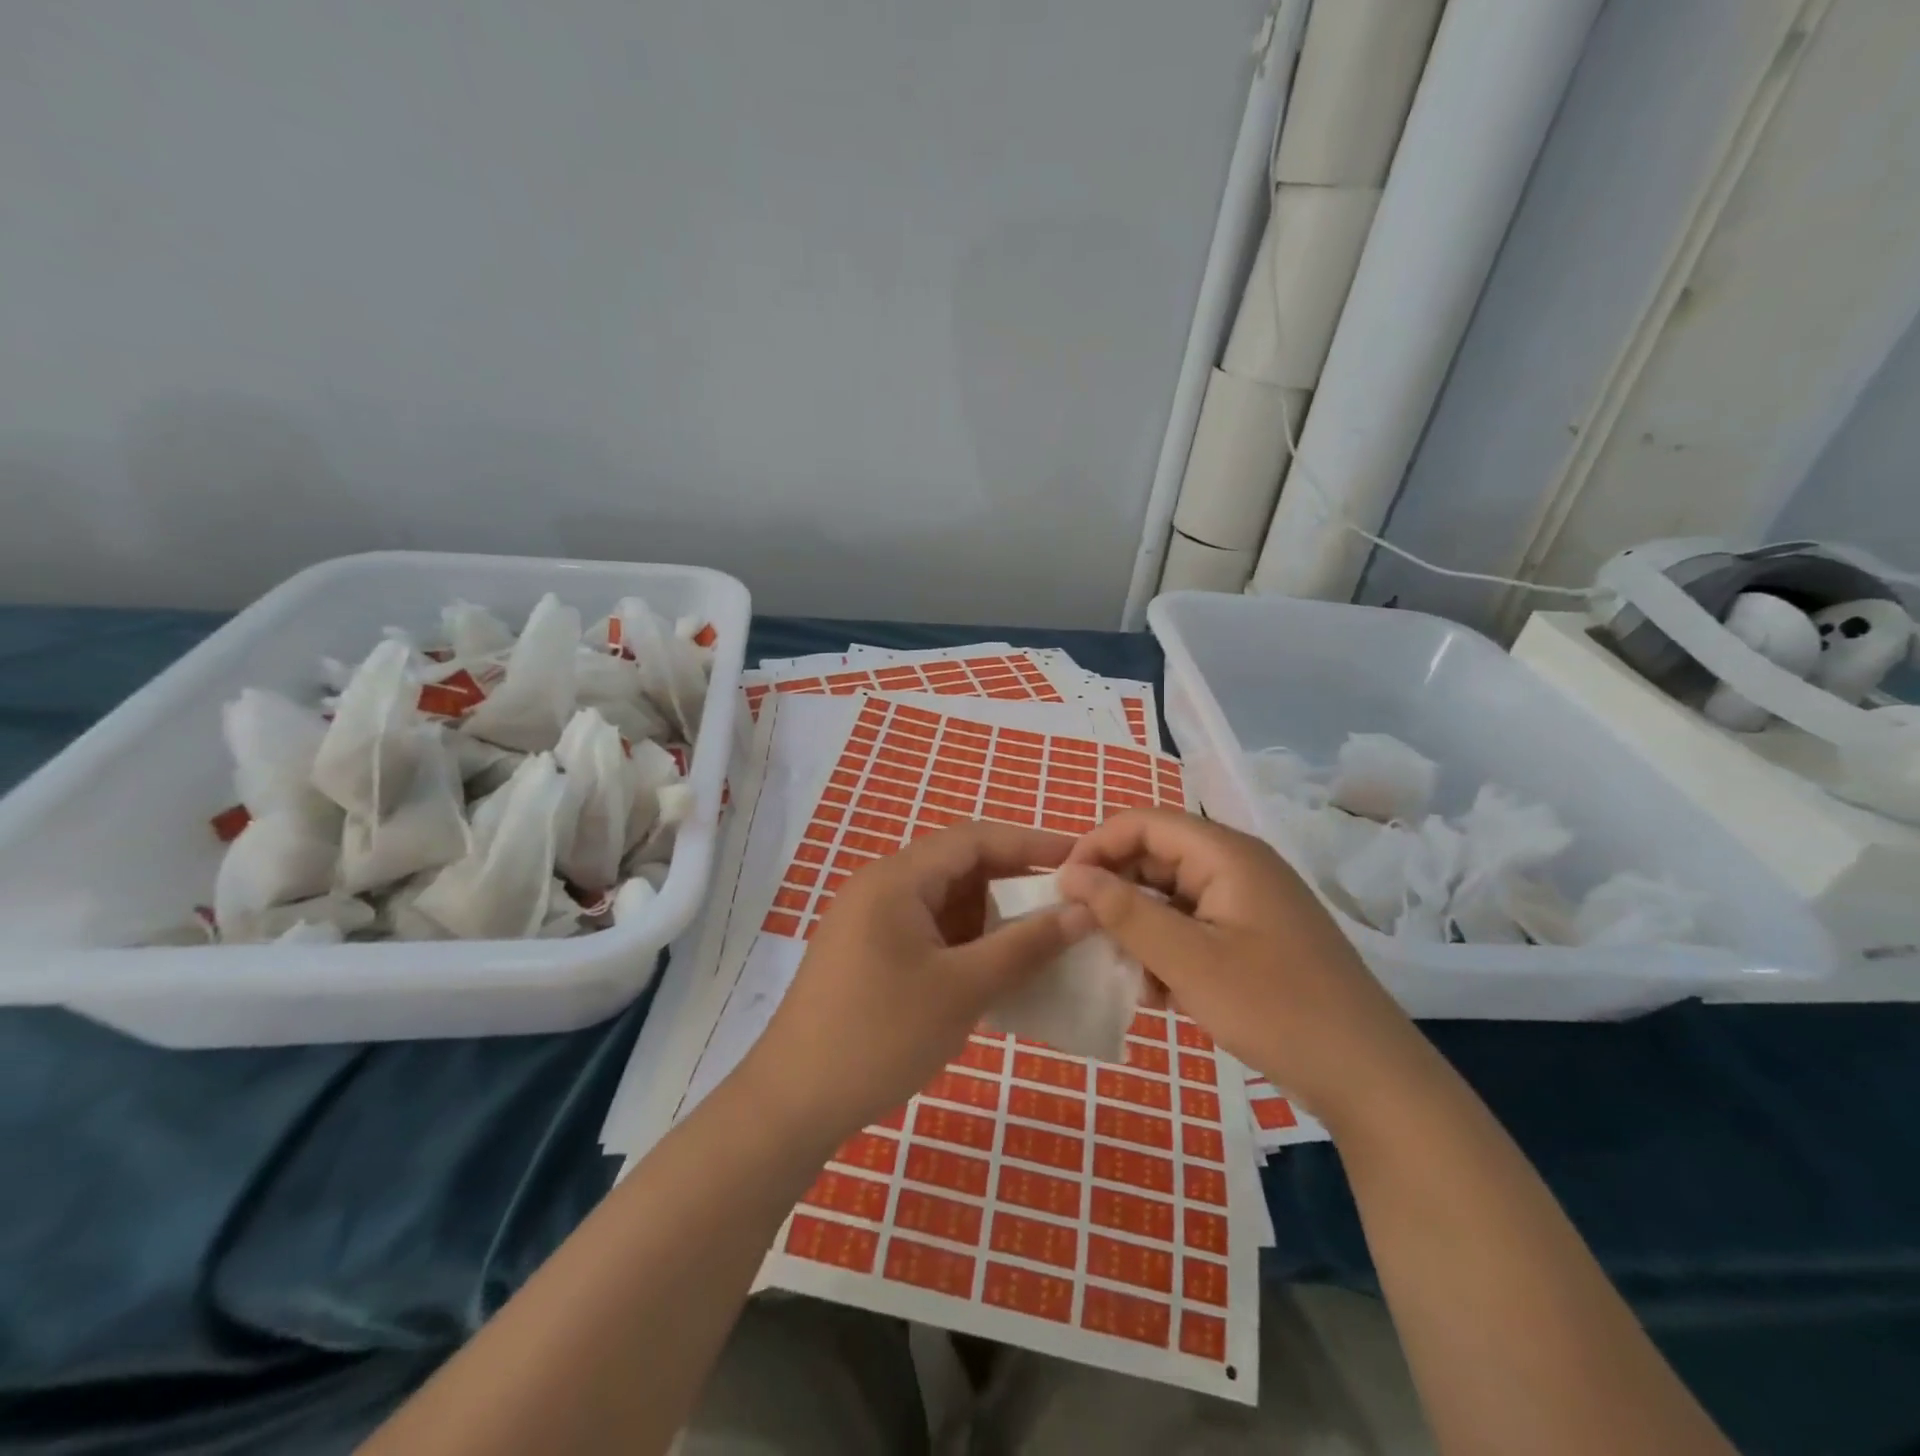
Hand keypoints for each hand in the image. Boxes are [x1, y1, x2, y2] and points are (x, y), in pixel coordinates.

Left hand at [741, 821, 1091, 1141]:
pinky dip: (969, 943)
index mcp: (897, 878)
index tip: (1083, 860)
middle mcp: (883, 887)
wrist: (793, 1102)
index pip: (974, 839)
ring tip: (1046, 939)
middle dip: (1017, 883)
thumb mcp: (963, 989)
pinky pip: (932, 932)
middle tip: (1070, 904)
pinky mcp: (872, 954)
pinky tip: (1002, 969)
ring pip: (948, 903)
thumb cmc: (880, 1036)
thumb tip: (1084, 912)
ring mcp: (874, 922)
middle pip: (961, 867)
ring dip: (995, 917)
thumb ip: (1026, 946)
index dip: (1031, 843)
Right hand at [1058, 809, 1420, 1119]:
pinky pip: (1195, 924)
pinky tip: (1163, 993)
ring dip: (1142, 928)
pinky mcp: (1256, 934)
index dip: (1097, 845)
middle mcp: (1238, 865)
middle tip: (1089, 937)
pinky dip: (1169, 949)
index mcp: (1227, 853)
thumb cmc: (1275, 1008)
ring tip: (1131, 976)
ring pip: (1172, 894)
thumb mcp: (1187, 960)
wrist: (1369, 1077)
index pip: (1143, 822)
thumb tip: (1071, 873)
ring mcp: (1249, 901)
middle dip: (1118, 893)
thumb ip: (1125, 911)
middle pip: (1156, 856)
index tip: (1063, 888)